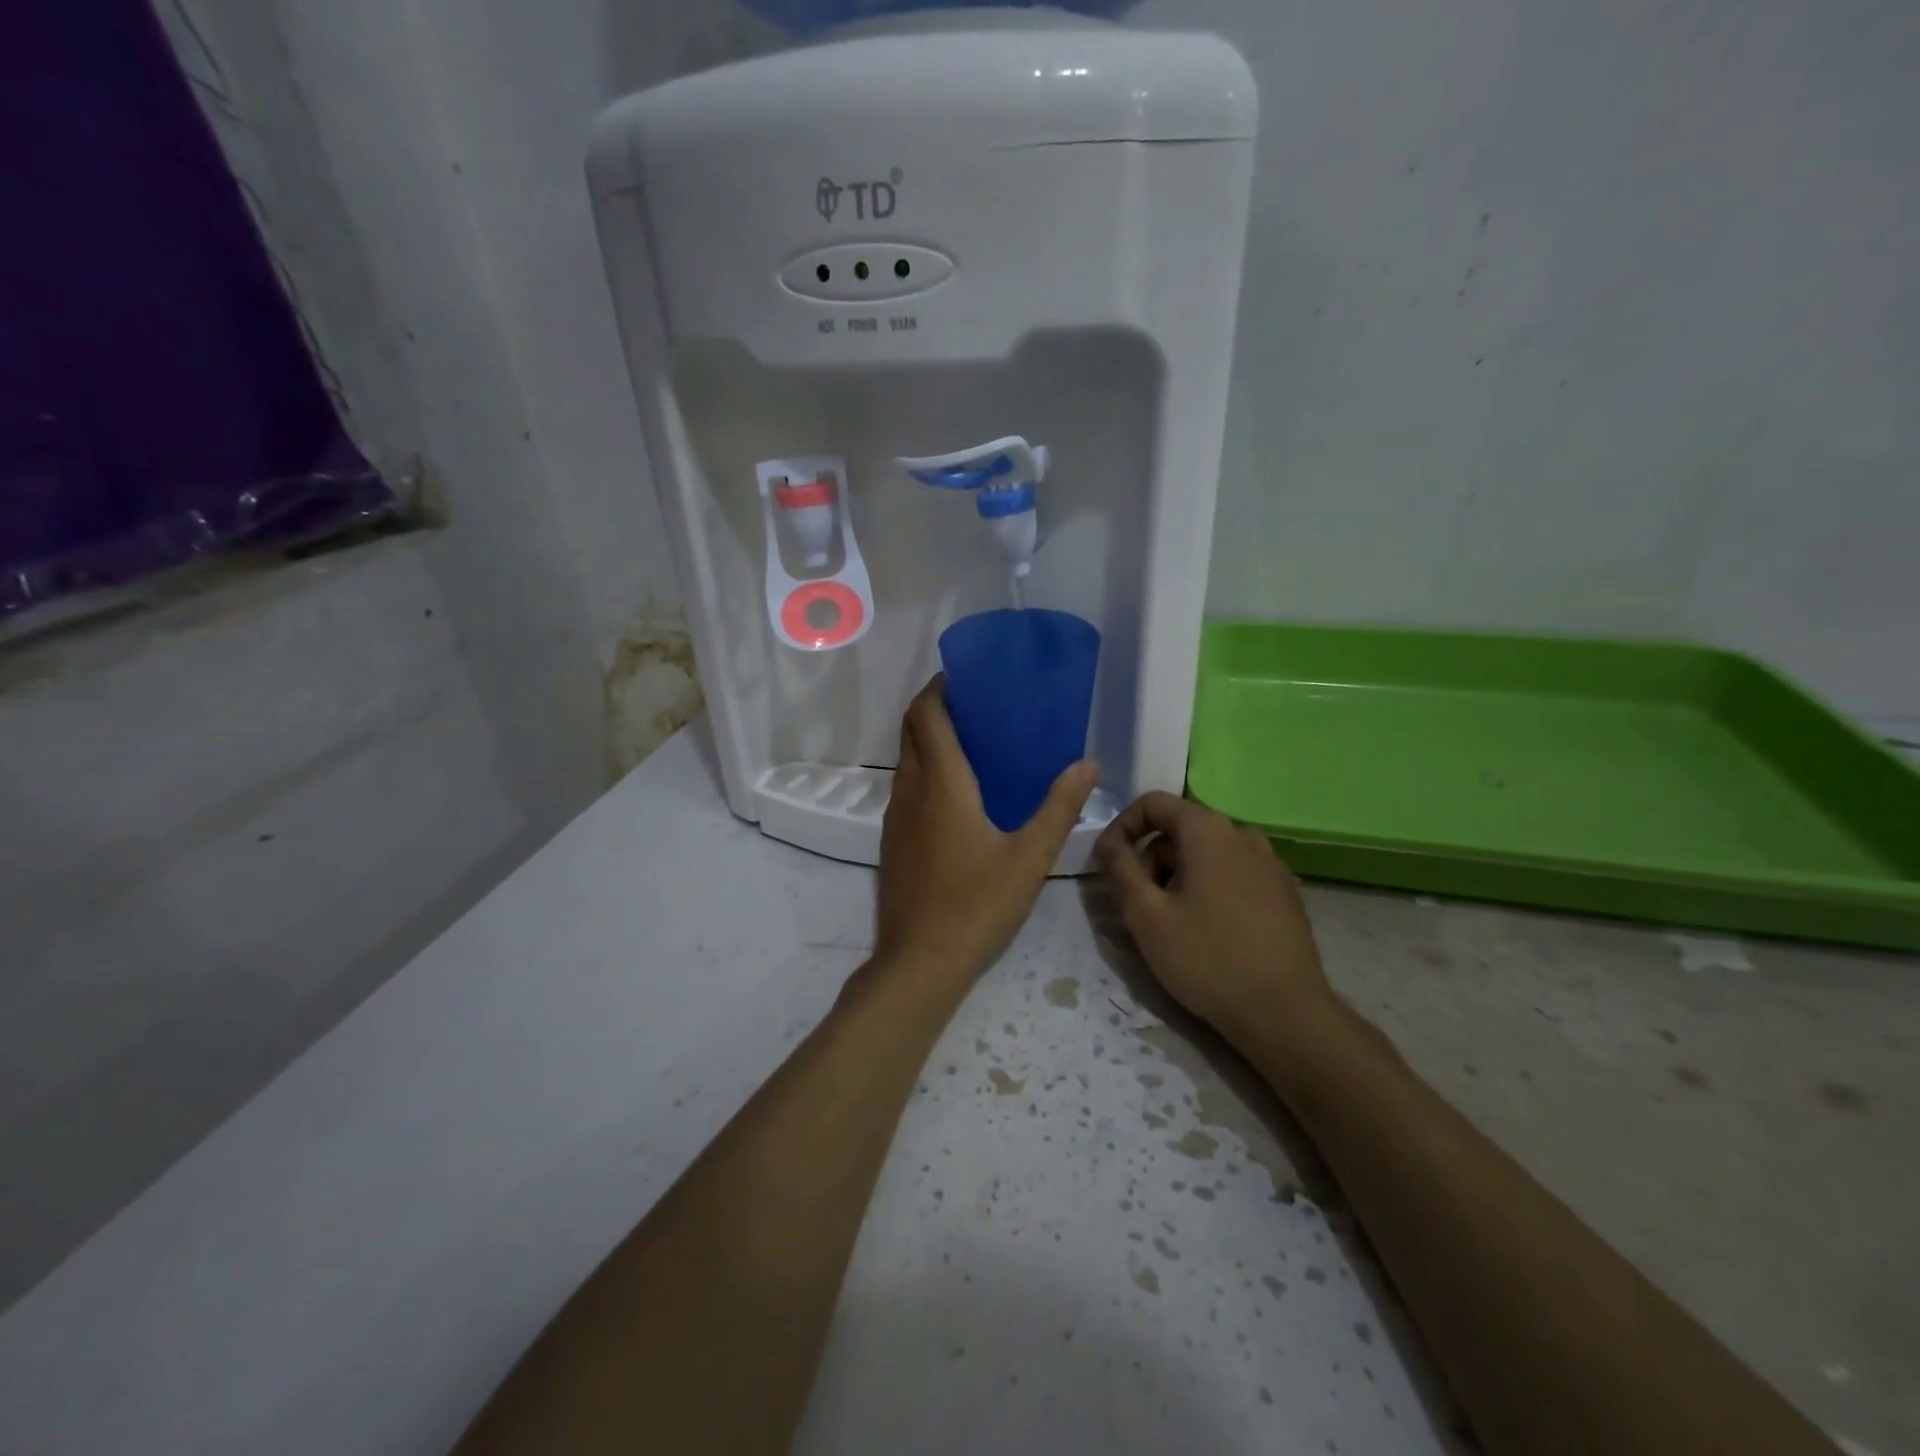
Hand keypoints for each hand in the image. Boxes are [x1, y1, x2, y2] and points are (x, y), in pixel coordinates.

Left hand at [874, 676, 1098, 980]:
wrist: (920, 960)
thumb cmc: (977, 905)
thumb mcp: (1030, 857)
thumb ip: (1059, 807)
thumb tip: (1088, 764)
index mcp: (941, 784)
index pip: (927, 715)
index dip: (939, 688)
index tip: (965, 677)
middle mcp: (910, 790)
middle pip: (910, 730)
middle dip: (934, 707)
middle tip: (975, 704)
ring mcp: (894, 816)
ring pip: (905, 758)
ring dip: (927, 738)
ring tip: (971, 742)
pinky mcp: (891, 839)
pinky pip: (905, 786)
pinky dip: (923, 768)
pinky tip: (956, 792)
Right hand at [1093, 792, 1335, 1045]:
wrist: (1285, 1014)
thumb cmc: (1207, 959)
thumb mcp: (1145, 914)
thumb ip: (1118, 868)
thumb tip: (1106, 841)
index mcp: (1209, 829)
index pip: (1153, 803)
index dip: (1122, 828)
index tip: (1109, 866)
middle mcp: (1243, 833)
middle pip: (1179, 830)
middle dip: (1151, 861)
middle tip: (1142, 907)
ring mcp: (1270, 862)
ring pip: (1205, 854)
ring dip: (1178, 878)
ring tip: (1174, 925)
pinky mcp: (1283, 891)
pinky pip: (1232, 873)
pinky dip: (1209, 889)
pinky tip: (1209, 932)